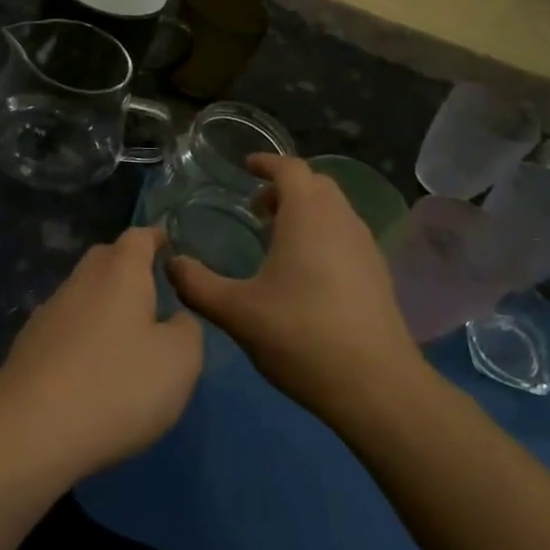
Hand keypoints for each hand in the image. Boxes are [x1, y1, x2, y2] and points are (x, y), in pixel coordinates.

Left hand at [0, 228, 202, 480]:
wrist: (30, 431)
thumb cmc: (117, 385)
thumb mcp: (180, 361)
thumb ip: (187, 330)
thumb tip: (175, 320)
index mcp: (120, 272)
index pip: (139, 237)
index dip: (157, 237)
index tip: (170, 245)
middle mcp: (81, 281)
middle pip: (106, 259)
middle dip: (129, 267)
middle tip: (153, 290)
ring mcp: (49, 312)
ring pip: (83, 293)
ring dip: (105, 304)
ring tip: (128, 334)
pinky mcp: (29, 346)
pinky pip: (66, 327)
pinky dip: (84, 335)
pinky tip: (93, 366)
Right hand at [167, 155, 419, 426]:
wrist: (376, 386)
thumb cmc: (301, 336)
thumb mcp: (236, 312)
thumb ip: (197, 284)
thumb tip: (171, 263)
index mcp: (308, 216)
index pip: (290, 168)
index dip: (266, 162)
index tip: (246, 167)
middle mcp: (342, 220)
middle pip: (316, 184)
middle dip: (285, 186)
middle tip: (256, 209)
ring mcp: (366, 246)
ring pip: (335, 209)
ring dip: (306, 211)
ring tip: (277, 239)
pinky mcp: (378, 274)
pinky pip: (346, 234)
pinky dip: (323, 234)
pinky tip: (306, 273)